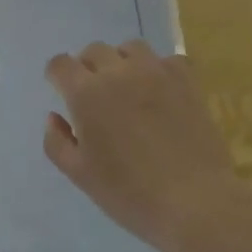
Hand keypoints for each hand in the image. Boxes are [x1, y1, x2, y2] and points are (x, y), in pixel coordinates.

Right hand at [43, 39, 239, 251]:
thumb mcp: (80, 175)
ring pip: (130, 48)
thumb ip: (57, 142)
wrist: (196, 203)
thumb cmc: (131, 193)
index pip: (60, 64)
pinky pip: (167, 60)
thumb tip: (54, 117)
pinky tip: (161, 92)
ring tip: (128, 87)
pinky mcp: (186, 80)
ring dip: (122, 62)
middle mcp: (117, 72)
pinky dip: (159, 70)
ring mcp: (155, 72)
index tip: (61, 92)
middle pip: (94, 51)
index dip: (57, 76)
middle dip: (88, 68)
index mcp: (86, 93)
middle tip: (96, 97)